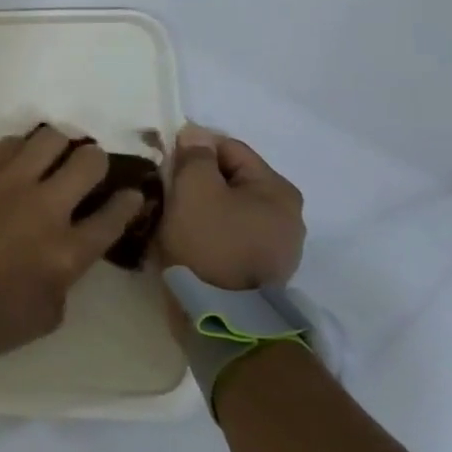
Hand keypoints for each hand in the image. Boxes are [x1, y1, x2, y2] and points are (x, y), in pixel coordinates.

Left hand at [0, 125, 147, 361]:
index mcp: (68, 253)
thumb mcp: (48, 314)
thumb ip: (68, 277)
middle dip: (97, 163)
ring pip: (51, 139)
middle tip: (88, 171)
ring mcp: (10, 184)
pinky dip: (23, 148)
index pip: (115, 214)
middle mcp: (46, 208)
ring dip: (61, 147)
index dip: (129, 201)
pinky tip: (21, 160)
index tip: (131, 194)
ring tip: (54, 157)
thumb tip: (70, 249)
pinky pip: (11, 142)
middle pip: (89, 162)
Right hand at [154, 124, 303, 289]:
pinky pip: (229, 235)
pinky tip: (186, 241)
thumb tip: (195, 134)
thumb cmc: (209, 244)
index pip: (228, 149)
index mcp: (277, 190)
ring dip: (200, 208)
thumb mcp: (194, 190)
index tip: (164, 165)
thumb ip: (194, 156)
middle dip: (196, 181)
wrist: (220, 318)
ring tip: (171, 219)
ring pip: (228, 209)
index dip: (192, 150)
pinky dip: (208, 233)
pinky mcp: (261, 271)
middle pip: (230, 179)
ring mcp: (277, 246)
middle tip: (165, 193)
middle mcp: (287, 214)